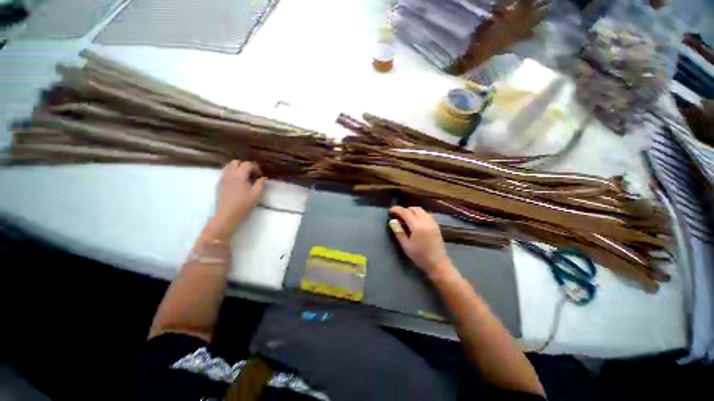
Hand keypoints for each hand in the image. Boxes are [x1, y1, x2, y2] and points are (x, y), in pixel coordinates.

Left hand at [210, 160, 265, 237]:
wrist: (227, 215)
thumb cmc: (244, 204)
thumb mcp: (256, 194)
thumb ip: (260, 183)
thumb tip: (263, 177)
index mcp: (239, 175)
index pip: (247, 164)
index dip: (255, 167)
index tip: (259, 174)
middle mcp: (229, 174)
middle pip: (236, 162)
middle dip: (244, 165)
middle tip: (251, 174)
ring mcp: (222, 178)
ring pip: (229, 166)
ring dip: (237, 168)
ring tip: (244, 177)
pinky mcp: (219, 184)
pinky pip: (225, 173)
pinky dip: (232, 173)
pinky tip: (237, 183)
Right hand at [389, 206, 452, 278]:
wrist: (437, 263)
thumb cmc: (419, 256)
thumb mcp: (406, 245)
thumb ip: (398, 231)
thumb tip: (392, 221)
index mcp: (417, 226)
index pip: (405, 212)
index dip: (397, 209)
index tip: (390, 210)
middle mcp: (425, 221)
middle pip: (414, 209)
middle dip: (405, 210)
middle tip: (398, 215)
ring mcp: (432, 222)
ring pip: (421, 210)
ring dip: (412, 211)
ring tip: (406, 218)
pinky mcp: (436, 225)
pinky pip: (426, 214)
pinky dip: (419, 214)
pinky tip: (415, 221)